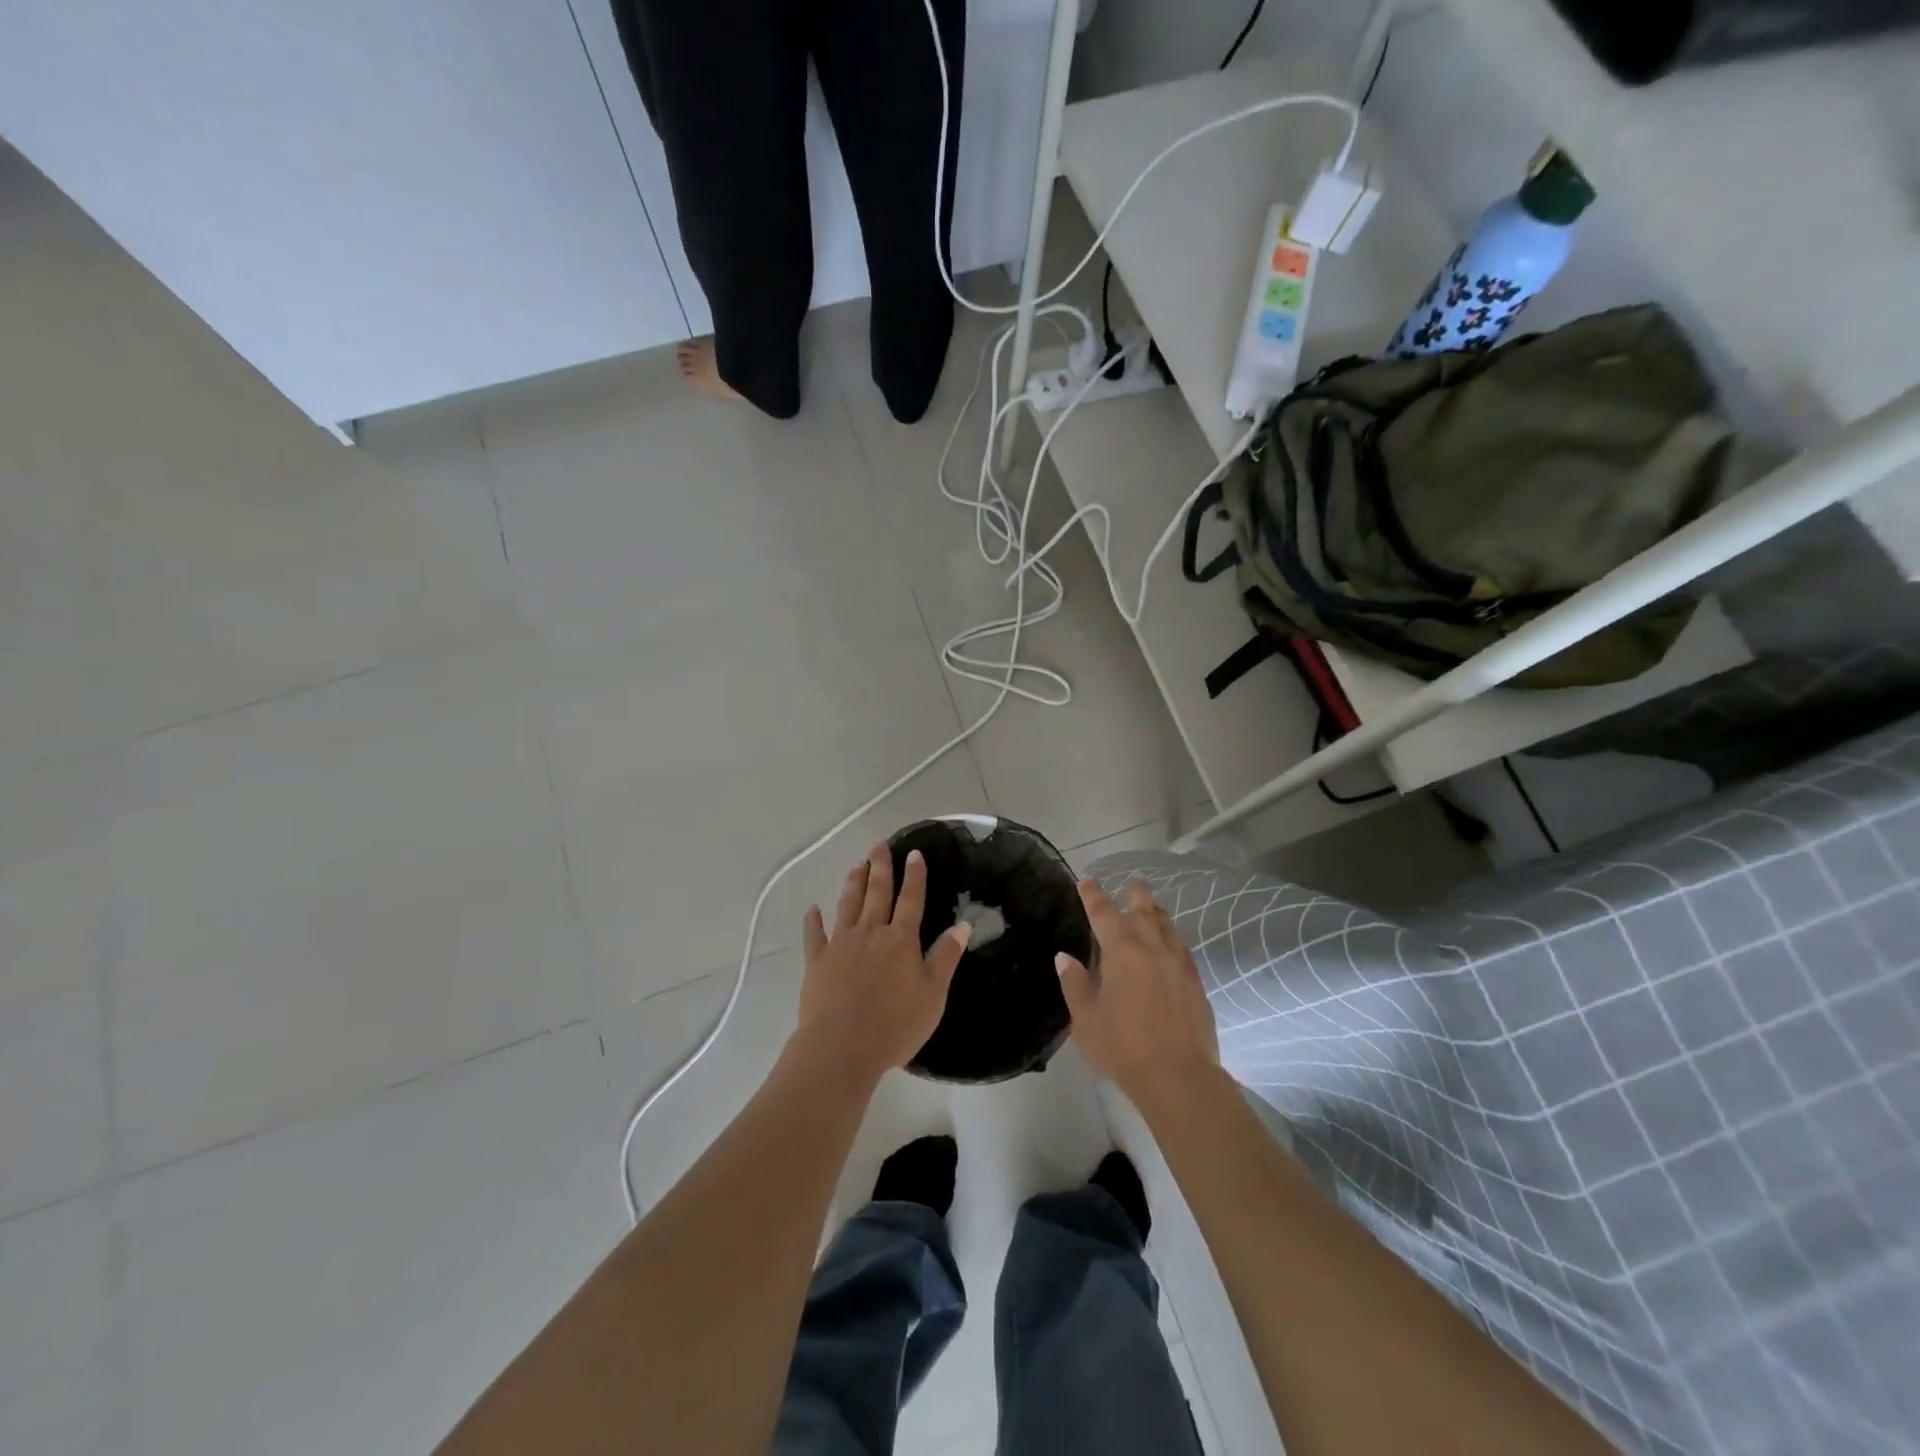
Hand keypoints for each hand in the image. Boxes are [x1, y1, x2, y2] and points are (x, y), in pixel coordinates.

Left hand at [793, 842, 970, 1086]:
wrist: (842, 1047)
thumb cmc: (895, 1025)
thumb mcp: (933, 994)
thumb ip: (946, 957)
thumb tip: (963, 925)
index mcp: (901, 940)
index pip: (911, 900)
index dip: (914, 876)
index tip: (914, 853)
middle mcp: (871, 933)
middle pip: (877, 893)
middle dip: (880, 867)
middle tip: (878, 845)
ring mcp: (841, 944)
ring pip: (848, 905)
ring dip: (853, 883)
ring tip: (856, 864)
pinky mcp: (817, 961)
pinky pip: (814, 935)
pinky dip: (813, 920)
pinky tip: (813, 909)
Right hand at [1056, 877, 1218, 1101]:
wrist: (1179, 1077)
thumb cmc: (1123, 1048)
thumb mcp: (1086, 1020)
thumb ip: (1075, 984)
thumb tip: (1064, 957)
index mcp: (1121, 953)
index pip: (1103, 914)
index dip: (1093, 895)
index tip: (1087, 880)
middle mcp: (1152, 950)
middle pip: (1144, 911)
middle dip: (1136, 894)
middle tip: (1134, 880)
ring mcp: (1178, 965)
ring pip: (1168, 927)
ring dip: (1157, 913)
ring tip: (1153, 906)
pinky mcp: (1196, 984)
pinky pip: (1182, 949)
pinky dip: (1173, 937)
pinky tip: (1172, 945)